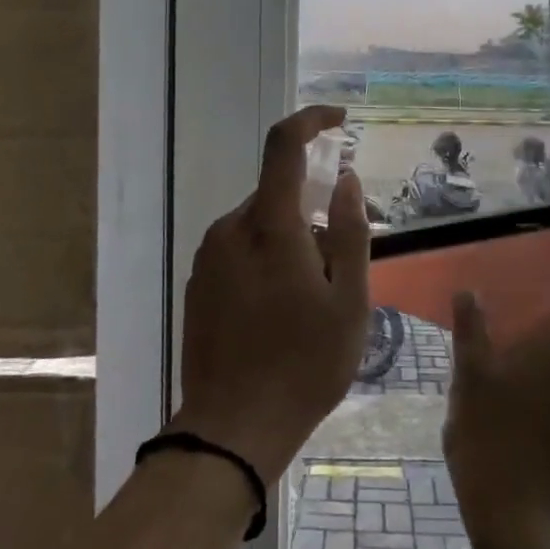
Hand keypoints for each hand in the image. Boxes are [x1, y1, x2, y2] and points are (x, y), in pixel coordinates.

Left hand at [170, 105, 371, 484]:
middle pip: (278, 195)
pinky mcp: (198, 282)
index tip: (340, 122)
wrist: (232, 427)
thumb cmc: (304, 365)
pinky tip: (279, 313)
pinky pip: (240, 251)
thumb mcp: (349, 302)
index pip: (284, 146)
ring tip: (311, 302)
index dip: (312, 121)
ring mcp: (208, 256)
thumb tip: (348, 181)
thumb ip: (352, 233)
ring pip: (261, 226)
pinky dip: (267, 261)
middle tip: (339, 270)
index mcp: (270, 226)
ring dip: (291, 243)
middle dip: (314, 215)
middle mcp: (231, 229)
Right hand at [443, 292, 549, 548]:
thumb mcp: (468, 382)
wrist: (524, 530)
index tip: (502, 329)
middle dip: (533, 356)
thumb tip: (469, 290)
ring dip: (546, 391)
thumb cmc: (487, 444)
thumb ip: (472, 331)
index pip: (549, 311)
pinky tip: (531, 447)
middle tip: (499, 373)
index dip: (525, 316)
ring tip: (513, 414)